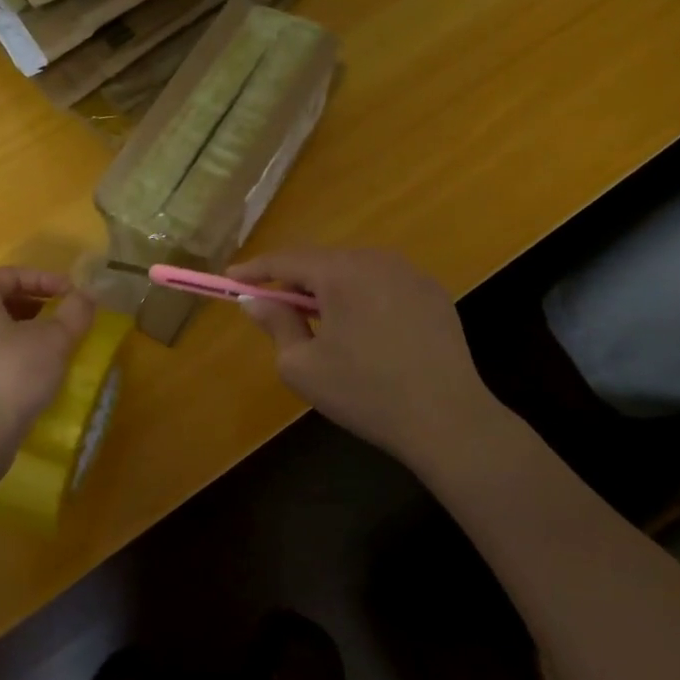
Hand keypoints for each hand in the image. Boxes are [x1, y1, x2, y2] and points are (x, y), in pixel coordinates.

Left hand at [0, 267, 96, 471]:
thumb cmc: (13, 372)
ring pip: (1, 330)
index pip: (10, 274)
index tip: (72, 293)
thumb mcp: (54, 338)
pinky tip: (45, 370)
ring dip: (33, 331)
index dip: (44, 278)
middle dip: (40, 305)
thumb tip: (89, 295)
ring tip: (61, 343)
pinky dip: (22, 354)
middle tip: (68, 316)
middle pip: (4, 301)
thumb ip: (75, 312)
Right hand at [229, 247, 494, 465]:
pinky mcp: (434, 294)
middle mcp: (378, 260)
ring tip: (317, 322)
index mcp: (342, 272)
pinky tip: (363, 332)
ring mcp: (411, 274)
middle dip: (293, 281)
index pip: (287, 259)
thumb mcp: (302, 366)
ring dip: (329, 290)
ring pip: (354, 272)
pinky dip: (362, 298)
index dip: (255, 269)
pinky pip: (383, 285)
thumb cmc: (365, 393)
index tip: (231, 278)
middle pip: (322, 262)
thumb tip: (255, 301)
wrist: (448, 420)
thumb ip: (276, 324)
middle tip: (273, 306)